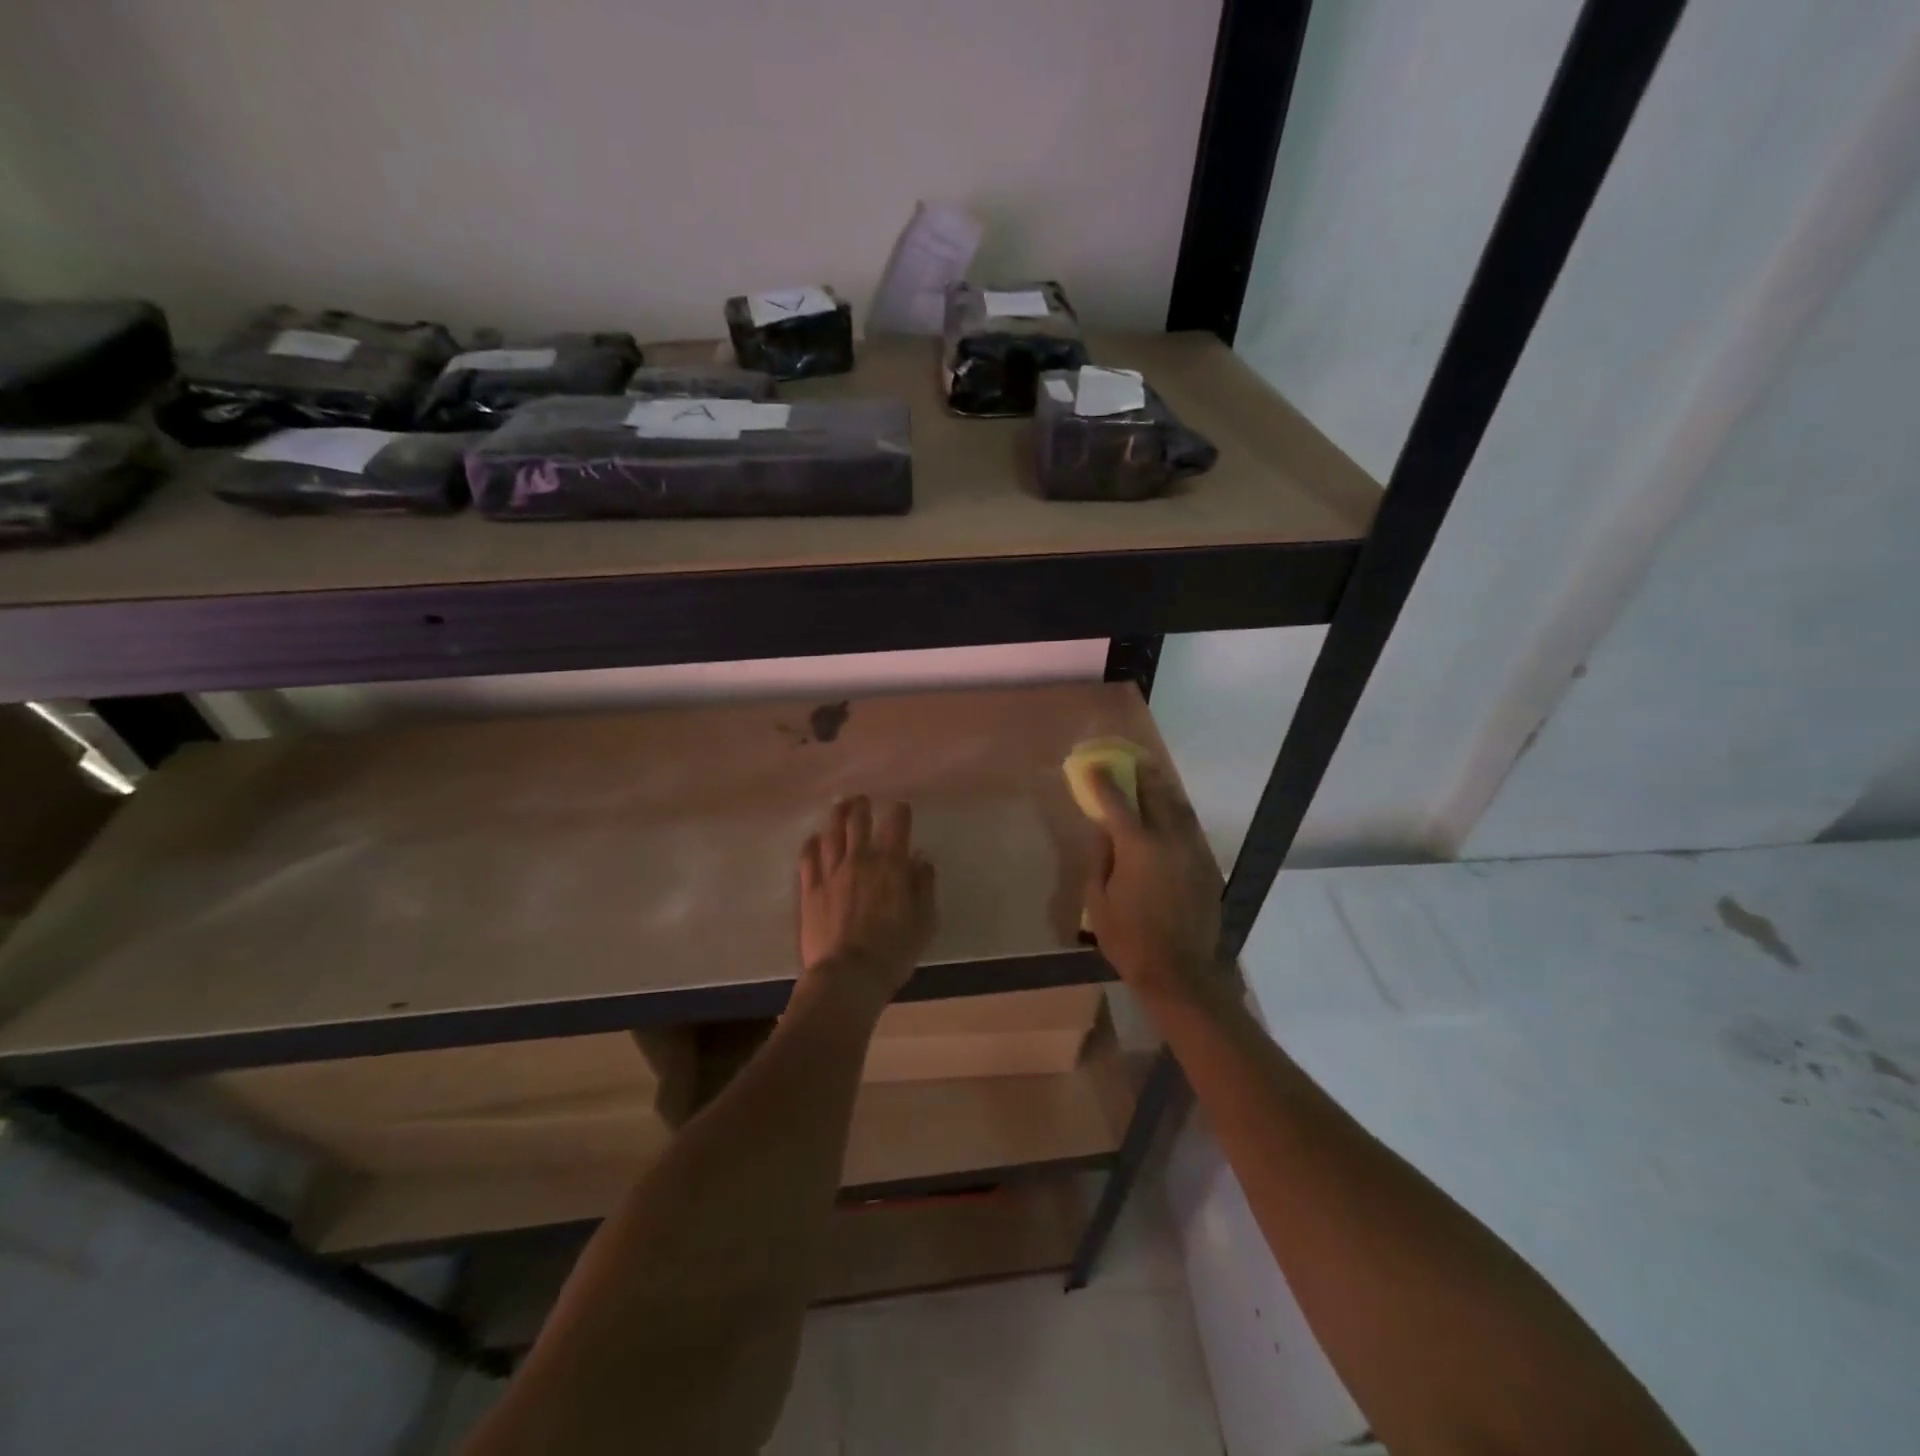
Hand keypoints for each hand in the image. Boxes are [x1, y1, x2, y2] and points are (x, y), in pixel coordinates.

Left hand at [797, 797, 936, 1010]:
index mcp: (890, 865)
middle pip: (858, 822)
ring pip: (831, 834)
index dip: (899, 813)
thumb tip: (921, 860)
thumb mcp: (924, 921)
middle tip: (862, 800)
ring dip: (836, 817)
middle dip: (861, 807)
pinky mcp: (810, 890)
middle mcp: (859, 860)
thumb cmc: (894, 950)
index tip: (901, 808)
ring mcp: (830, 873)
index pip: (896, 826)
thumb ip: (923, 886)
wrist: (848, 975)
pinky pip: (808, 858)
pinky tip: (813, 838)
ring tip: (839, 807)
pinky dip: (811, 844)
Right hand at [1083, 758, 1225, 1003]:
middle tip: (1131, 761)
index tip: (1094, 766)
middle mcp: (1169, 840)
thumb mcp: (1097, 902)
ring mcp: (1193, 851)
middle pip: (1156, 794)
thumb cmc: (1129, 940)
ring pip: (1179, 808)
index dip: (1103, 781)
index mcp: (1137, 847)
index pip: (1116, 802)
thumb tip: (1103, 833)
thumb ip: (1099, 860)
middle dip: (1142, 774)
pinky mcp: (1207, 865)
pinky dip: (1177, 815)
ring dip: (1164, 790)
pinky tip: (1170, 816)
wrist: (1180, 972)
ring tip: (1153, 778)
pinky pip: (1190, 829)